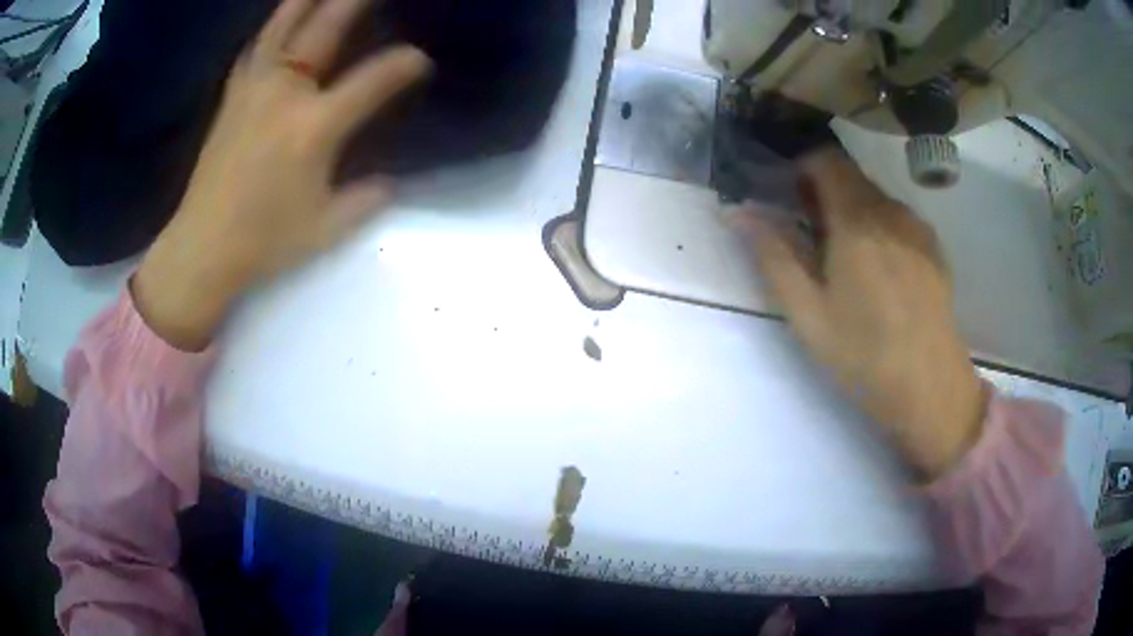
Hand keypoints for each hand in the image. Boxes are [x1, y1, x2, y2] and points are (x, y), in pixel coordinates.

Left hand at [133, 0, 430, 350]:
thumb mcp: (326, 229)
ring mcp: (253, 91)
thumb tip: (388, 183)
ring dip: (304, 1)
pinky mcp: (231, 99)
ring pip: (281, 29)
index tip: (420, 62)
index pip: (372, 82)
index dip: (403, 67)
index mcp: (314, 127)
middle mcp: (284, 96)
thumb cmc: (264, 242)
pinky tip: (278, 22)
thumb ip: (365, 200)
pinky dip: (270, 29)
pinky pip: (254, 50)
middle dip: (353, 2)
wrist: (202, 249)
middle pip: (324, 31)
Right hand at [734, 150, 986, 480]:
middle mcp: (892, 211)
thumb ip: (773, 256)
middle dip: (824, 192)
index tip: (786, 197)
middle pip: (851, 176)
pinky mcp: (935, 249)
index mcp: (858, 220)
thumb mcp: (807, 314)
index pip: (825, 159)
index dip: (800, 167)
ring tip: (845, 261)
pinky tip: (880, 274)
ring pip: (876, 198)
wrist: (931, 389)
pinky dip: (879, 228)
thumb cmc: (864, 355)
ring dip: (853, 212)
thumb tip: (738, 212)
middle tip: (809, 236)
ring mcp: (918, 228)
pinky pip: (898, 220)